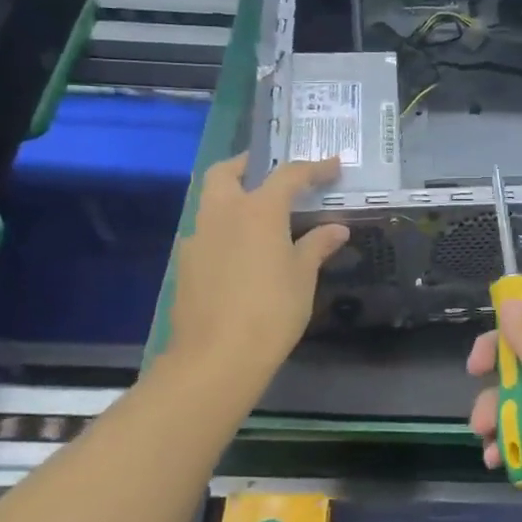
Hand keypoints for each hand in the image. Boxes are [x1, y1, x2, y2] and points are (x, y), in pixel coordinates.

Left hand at [166, 155, 349, 382]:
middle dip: (249, 165)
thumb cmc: (271, 310)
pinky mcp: (186, 263)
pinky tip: (240, 253)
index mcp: (258, 210)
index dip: (314, 168)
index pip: (288, 175)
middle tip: (270, 173)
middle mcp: (222, 213)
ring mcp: (198, 237)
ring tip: (259, 215)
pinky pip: (206, 232)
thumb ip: (317, 246)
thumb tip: (336, 228)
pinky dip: (224, 229)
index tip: (333, 166)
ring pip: (211, 200)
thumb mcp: (302, 277)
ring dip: (233, 196)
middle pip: (227, 171)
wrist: (216, 356)